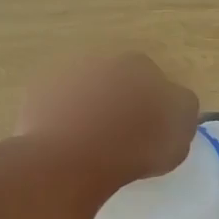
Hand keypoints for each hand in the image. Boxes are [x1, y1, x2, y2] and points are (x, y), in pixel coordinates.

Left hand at [17, 52, 198, 195]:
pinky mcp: (36, 97)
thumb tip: (176, 104)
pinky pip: (57, 110)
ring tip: (94, 148)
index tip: (153, 132)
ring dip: (90, 112)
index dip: (155, 106)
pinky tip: (68, 148)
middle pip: (116, 83)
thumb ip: (182, 113)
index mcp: (140, 66)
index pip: (155, 82)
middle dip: (121, 103)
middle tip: (124, 139)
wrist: (71, 158)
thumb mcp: (180, 136)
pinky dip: (63, 124)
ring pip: (85, 94)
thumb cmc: (134, 147)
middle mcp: (101, 60)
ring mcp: (64, 76)